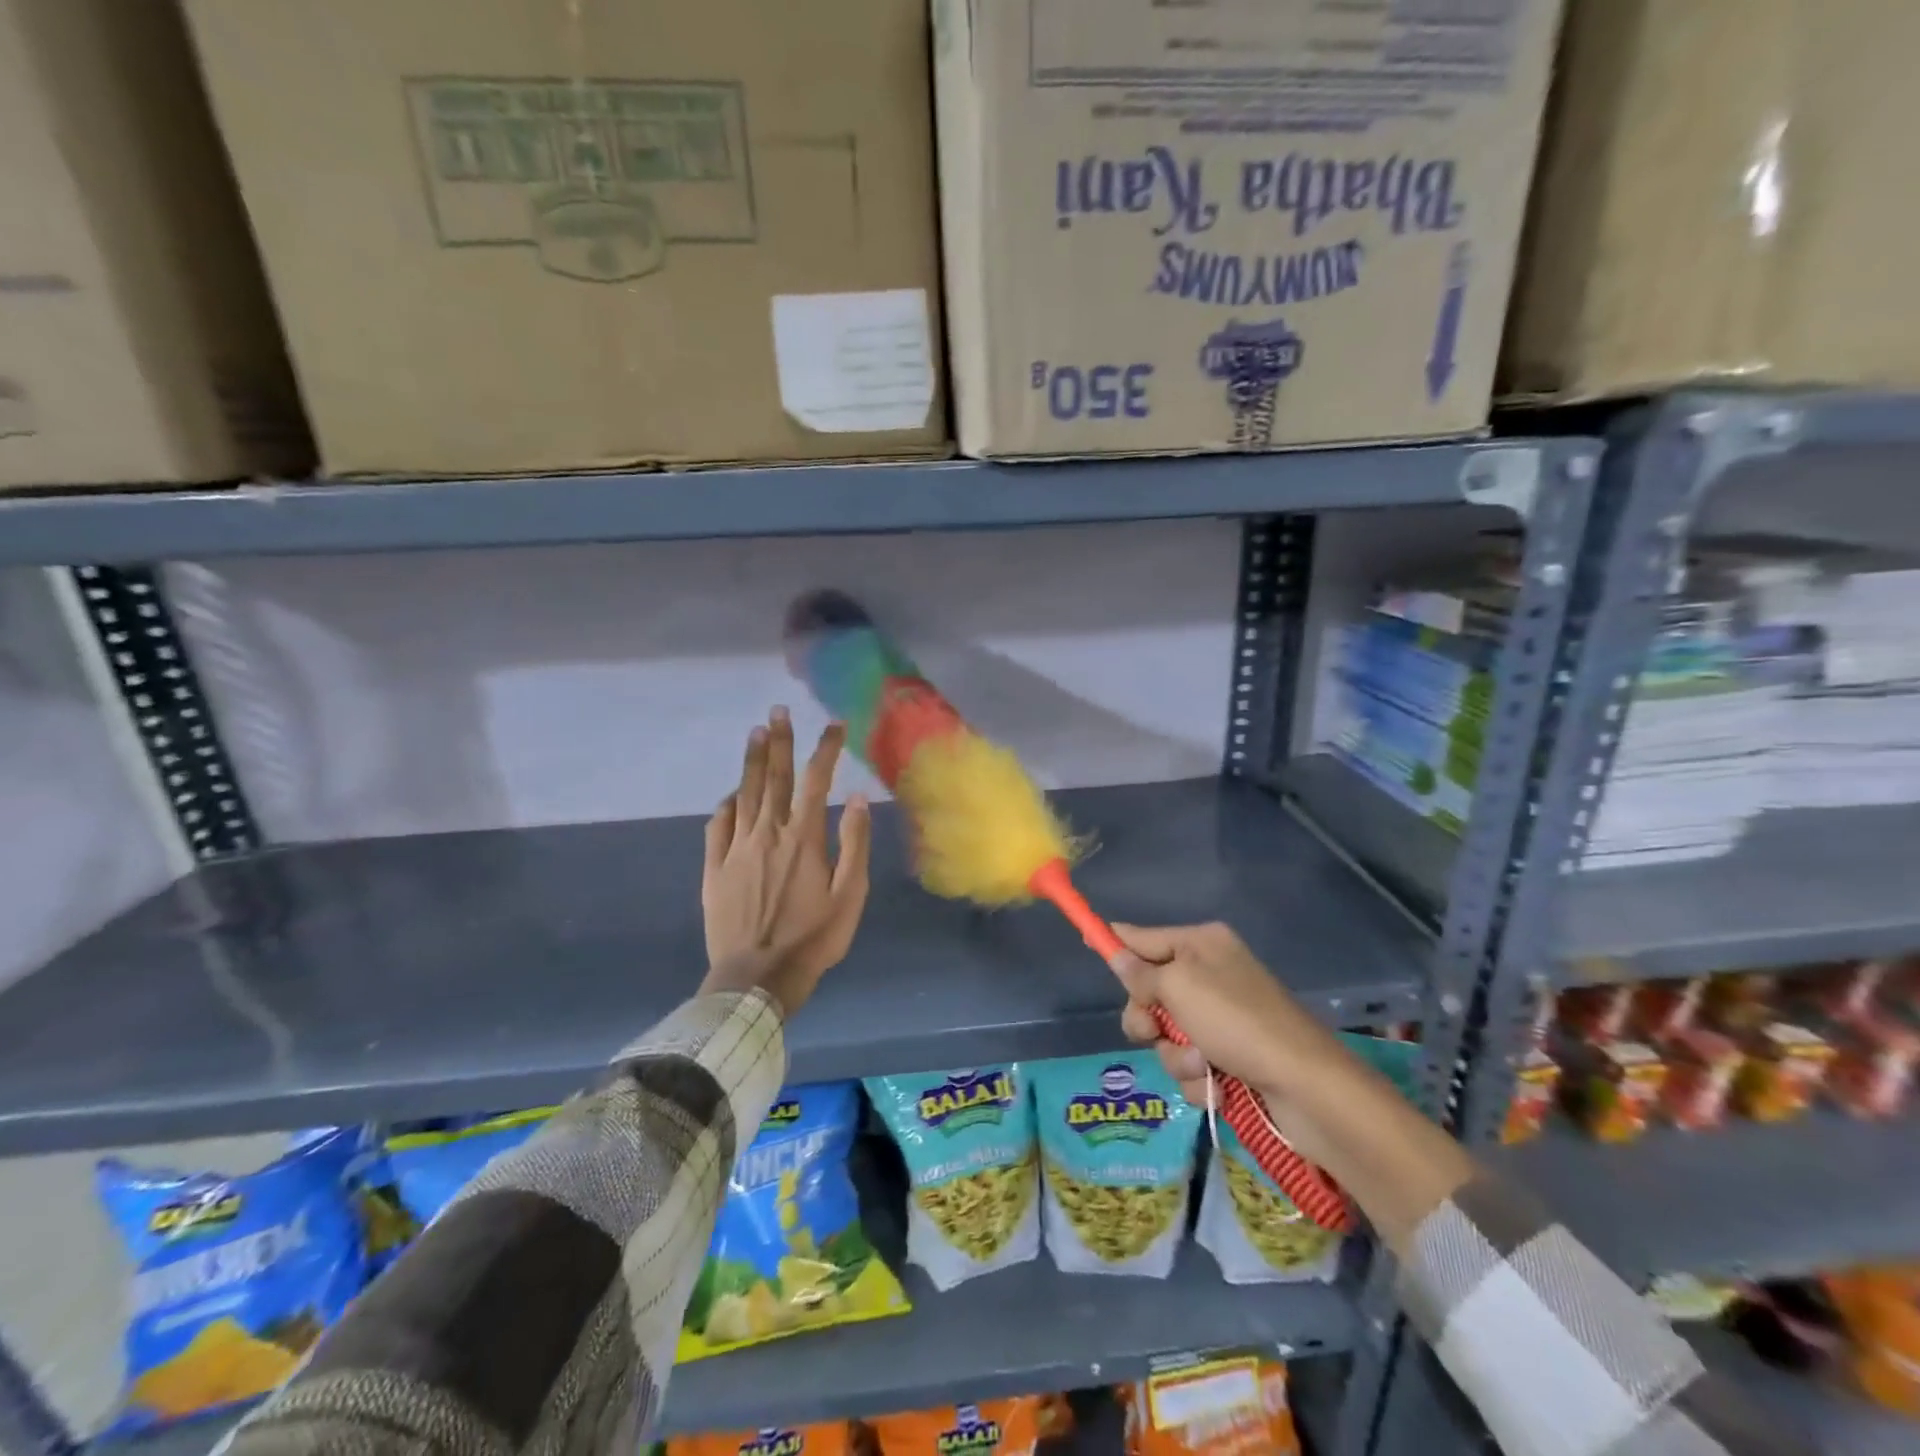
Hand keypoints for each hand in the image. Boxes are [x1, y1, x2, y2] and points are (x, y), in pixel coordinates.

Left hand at [700, 707, 871, 1015]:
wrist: (757, 977)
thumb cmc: (813, 938)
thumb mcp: (850, 895)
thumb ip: (854, 843)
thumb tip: (855, 797)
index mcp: (804, 838)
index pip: (816, 780)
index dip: (826, 749)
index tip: (834, 725)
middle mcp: (768, 833)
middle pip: (774, 777)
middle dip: (780, 741)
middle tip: (779, 710)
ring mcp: (737, 849)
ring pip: (745, 793)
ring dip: (751, 761)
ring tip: (756, 732)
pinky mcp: (714, 868)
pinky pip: (718, 825)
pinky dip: (727, 803)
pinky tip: (732, 794)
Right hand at [1110, 921, 1361, 1169]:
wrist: (1306, 1087)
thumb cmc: (1238, 1022)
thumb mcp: (1180, 987)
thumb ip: (1141, 973)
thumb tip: (1115, 951)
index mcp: (1201, 944)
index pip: (1144, 937)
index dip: (1115, 943)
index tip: (1086, 942)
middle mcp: (1211, 975)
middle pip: (1150, 991)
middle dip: (1147, 1018)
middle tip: (1153, 1030)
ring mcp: (1222, 1018)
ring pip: (1168, 1034)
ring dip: (1176, 1055)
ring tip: (1202, 1067)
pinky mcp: (1232, 1056)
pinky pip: (1191, 1064)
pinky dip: (1197, 1078)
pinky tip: (1216, 1087)